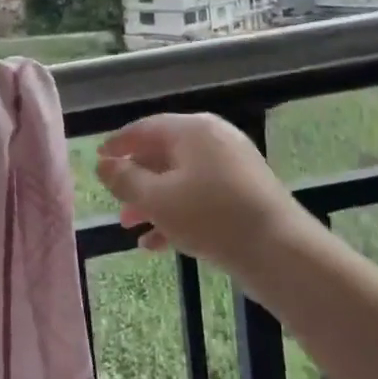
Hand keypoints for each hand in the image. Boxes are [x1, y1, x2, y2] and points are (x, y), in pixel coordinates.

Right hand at [94, 113, 298, 272]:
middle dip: (136, 179)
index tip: (98, 160)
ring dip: (153, 201)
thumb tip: (104, 164)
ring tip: (131, 227)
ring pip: (181, 178)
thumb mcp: (157, 200)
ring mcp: (232, 165)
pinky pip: (201, 195)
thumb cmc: (210, 216)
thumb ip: (125, 180)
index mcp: (192, 130)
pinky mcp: (245, 192)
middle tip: (115, 202)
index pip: (145, 128)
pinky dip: (178, 212)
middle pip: (163, 153)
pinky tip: (158, 244)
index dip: (118, 143)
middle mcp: (213, 139)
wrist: (280, 250)